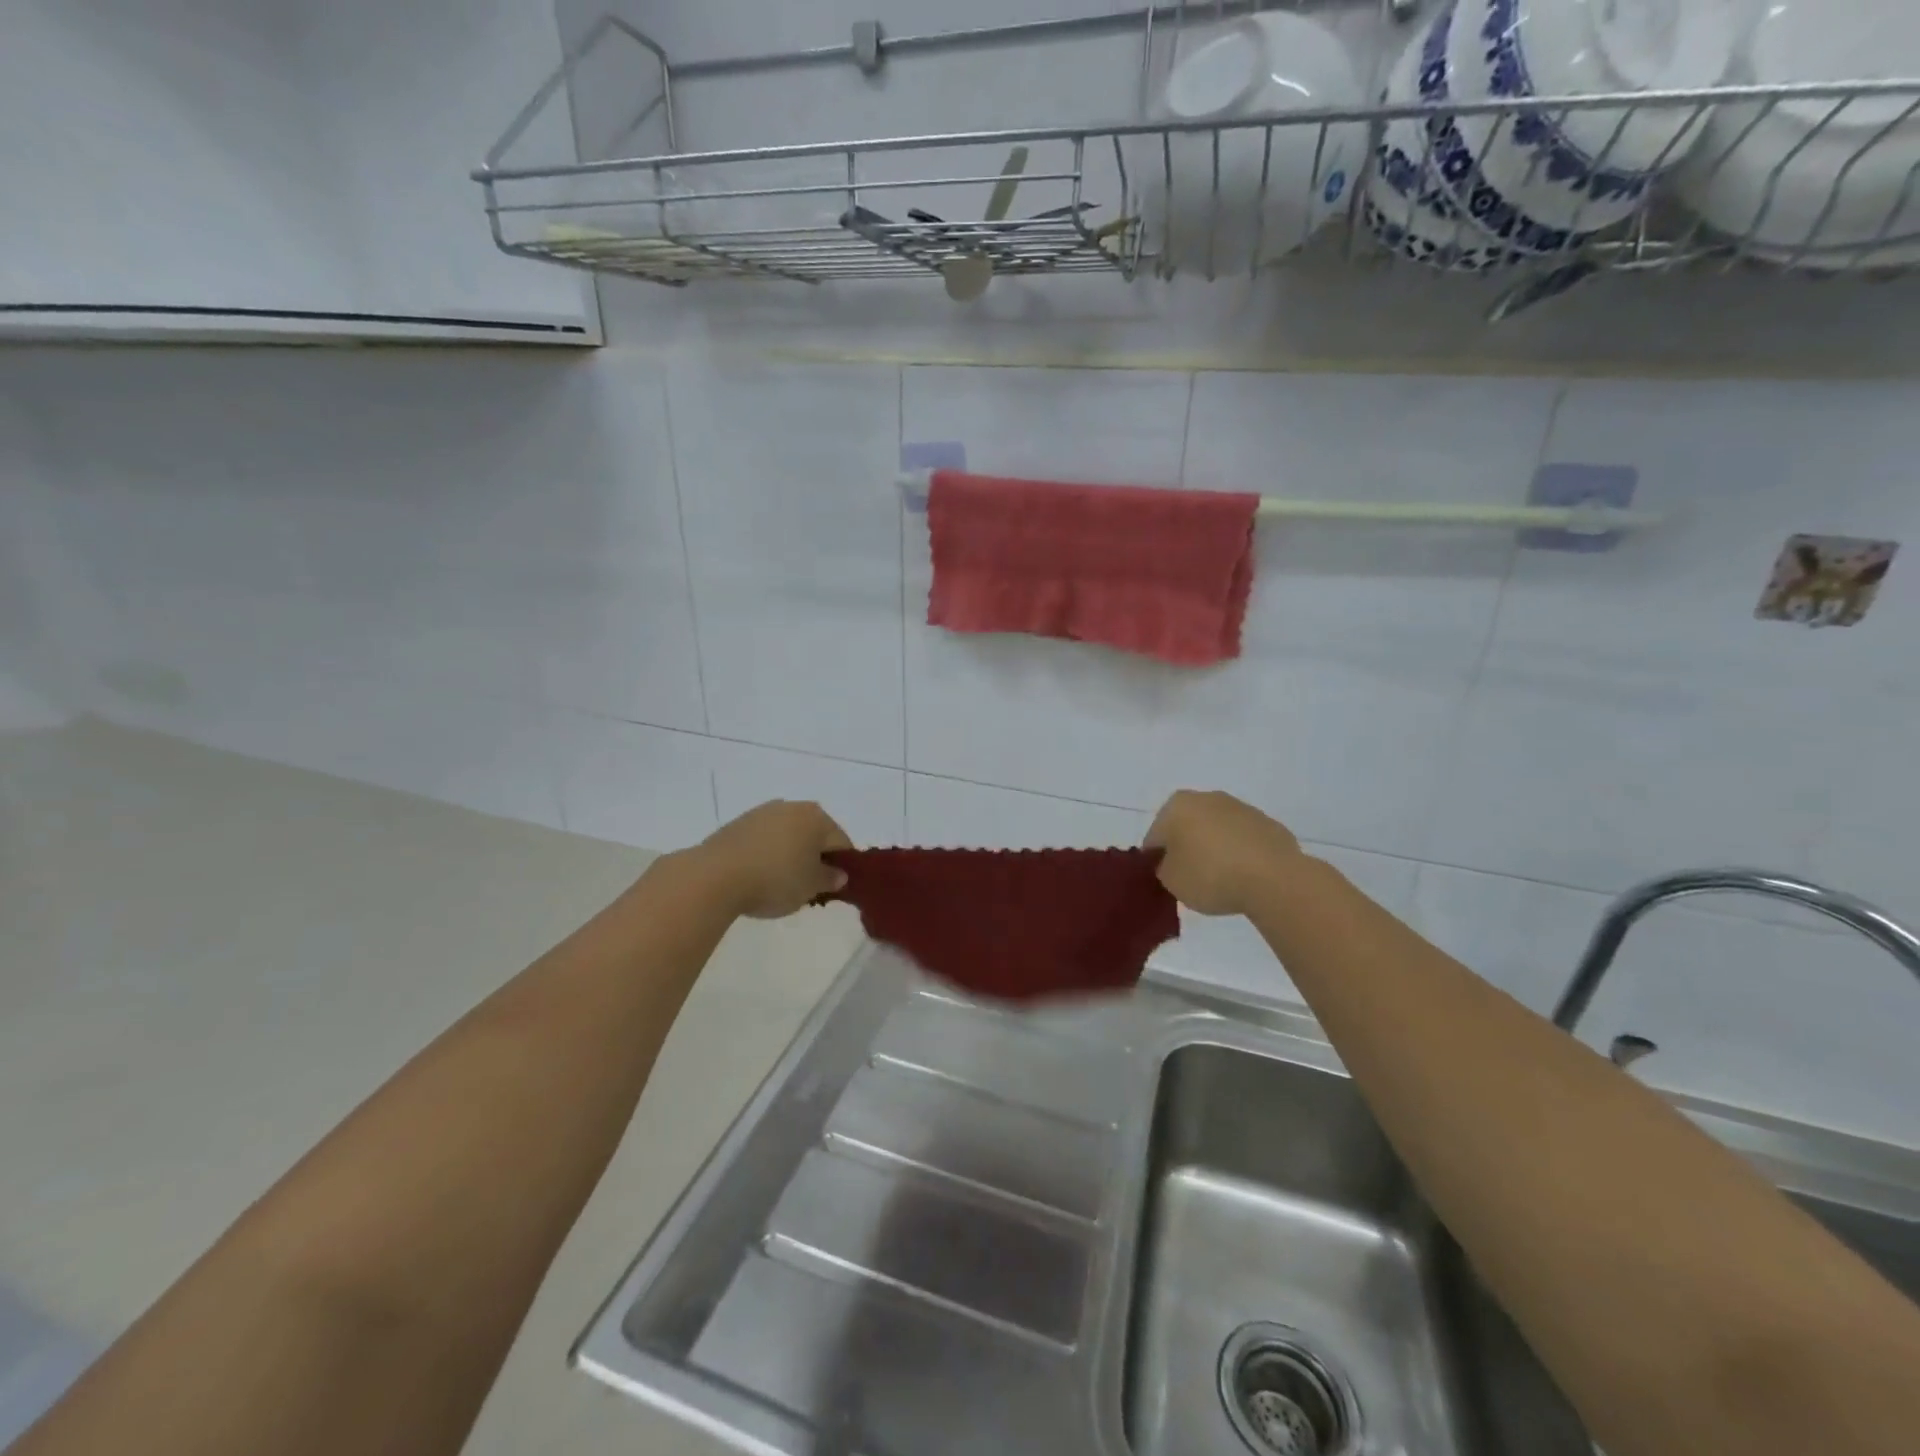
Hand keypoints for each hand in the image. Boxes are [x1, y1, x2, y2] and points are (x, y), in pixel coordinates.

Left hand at [685, 801, 852, 918]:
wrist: (715, 875)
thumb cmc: (775, 880)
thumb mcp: (810, 887)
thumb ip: (830, 879)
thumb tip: (839, 874)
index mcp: (817, 818)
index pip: (841, 842)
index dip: (843, 866)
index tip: (834, 888)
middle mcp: (793, 807)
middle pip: (815, 834)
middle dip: (816, 858)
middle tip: (809, 887)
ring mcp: (763, 812)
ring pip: (789, 835)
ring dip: (791, 854)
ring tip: (781, 883)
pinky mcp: (738, 823)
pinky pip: (764, 838)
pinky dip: (768, 853)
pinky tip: (759, 874)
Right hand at [1144, 790, 1302, 917]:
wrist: (1273, 879)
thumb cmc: (1210, 875)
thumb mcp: (1170, 881)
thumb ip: (1163, 868)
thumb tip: (1172, 862)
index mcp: (1176, 805)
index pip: (1155, 836)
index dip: (1157, 861)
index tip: (1166, 881)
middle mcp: (1207, 798)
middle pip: (1187, 827)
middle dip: (1187, 849)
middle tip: (1191, 879)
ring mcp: (1242, 808)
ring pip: (1217, 831)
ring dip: (1215, 850)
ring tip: (1221, 881)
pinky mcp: (1269, 824)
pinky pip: (1244, 841)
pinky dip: (1241, 854)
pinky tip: (1245, 877)